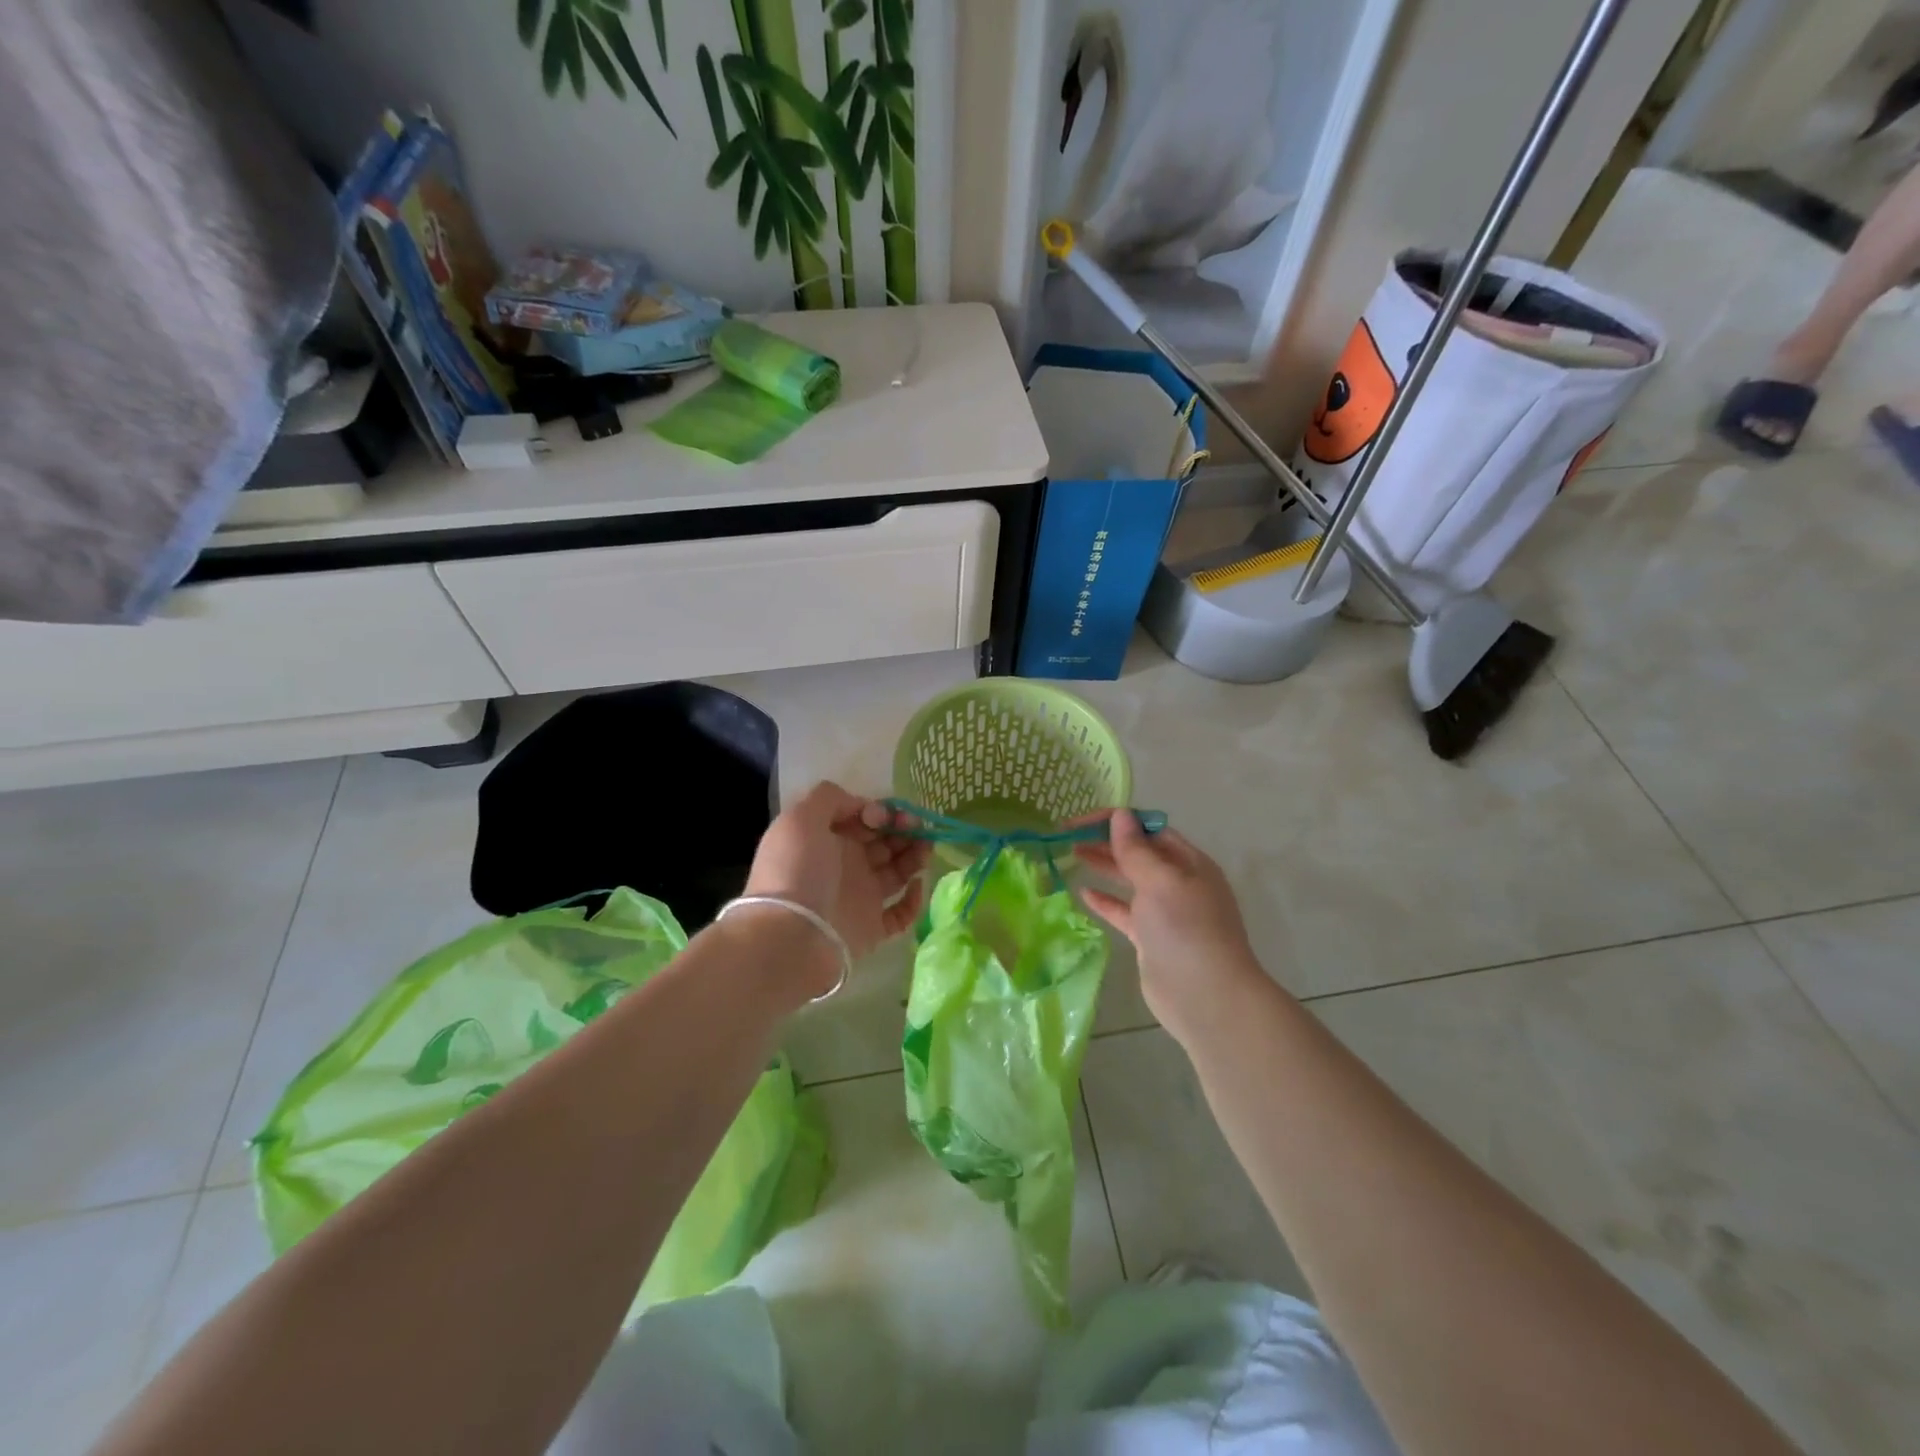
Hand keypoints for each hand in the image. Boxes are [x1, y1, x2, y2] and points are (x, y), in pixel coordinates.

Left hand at [741, 781, 930, 987]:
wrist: (791, 936)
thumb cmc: (797, 871)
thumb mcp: (802, 819)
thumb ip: (830, 798)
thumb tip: (864, 806)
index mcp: (827, 839)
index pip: (862, 819)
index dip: (879, 812)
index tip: (885, 816)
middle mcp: (845, 865)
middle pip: (883, 842)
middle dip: (904, 830)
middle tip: (920, 828)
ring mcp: (860, 897)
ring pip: (897, 872)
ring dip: (914, 856)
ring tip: (927, 848)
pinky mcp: (873, 927)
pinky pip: (901, 913)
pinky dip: (914, 900)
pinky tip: (917, 884)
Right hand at [1074, 810, 1266, 1043]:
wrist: (1205, 997)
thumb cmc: (1185, 929)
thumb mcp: (1160, 881)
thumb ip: (1135, 850)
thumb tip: (1120, 815)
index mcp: (1189, 862)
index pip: (1150, 829)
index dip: (1117, 821)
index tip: (1081, 822)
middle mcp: (1179, 883)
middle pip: (1139, 853)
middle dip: (1106, 841)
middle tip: (1068, 836)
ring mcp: (1165, 913)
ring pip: (1130, 880)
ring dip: (1104, 865)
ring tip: (1071, 854)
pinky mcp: (1151, 939)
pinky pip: (1124, 911)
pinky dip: (1105, 901)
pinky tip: (1082, 892)